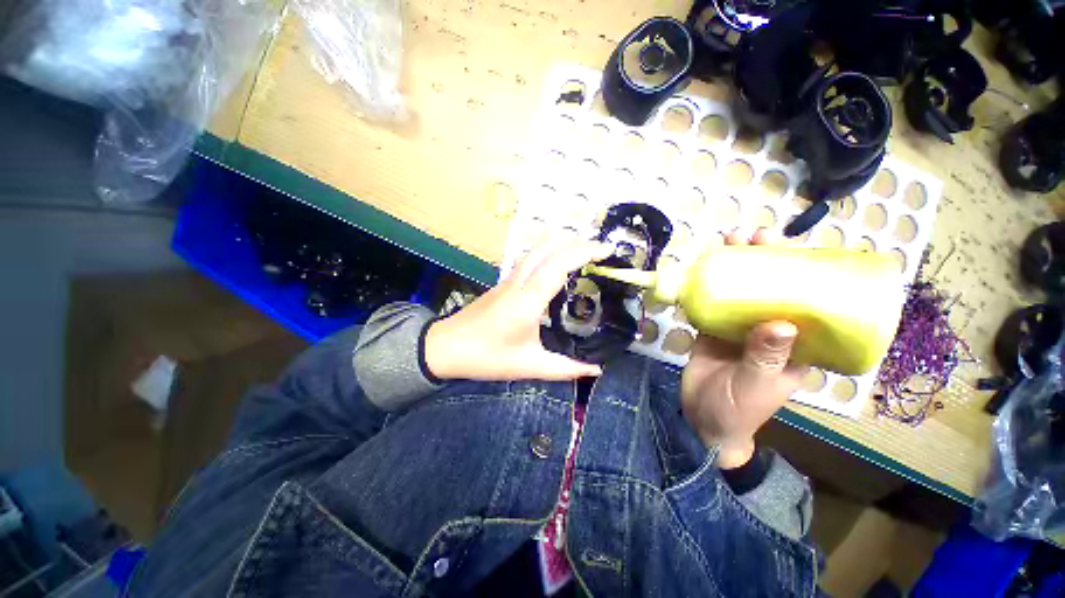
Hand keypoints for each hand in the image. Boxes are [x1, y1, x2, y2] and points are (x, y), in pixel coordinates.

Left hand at [425, 237, 612, 380]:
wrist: (446, 347)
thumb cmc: (488, 357)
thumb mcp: (530, 366)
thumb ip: (566, 368)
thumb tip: (595, 369)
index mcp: (529, 300)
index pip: (560, 263)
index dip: (585, 252)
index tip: (608, 251)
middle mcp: (520, 282)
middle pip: (549, 247)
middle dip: (578, 243)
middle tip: (601, 252)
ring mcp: (510, 279)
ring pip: (538, 248)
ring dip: (563, 244)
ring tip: (584, 254)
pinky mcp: (504, 282)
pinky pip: (531, 258)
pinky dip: (550, 253)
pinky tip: (558, 266)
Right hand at [680, 229, 808, 467]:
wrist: (702, 420)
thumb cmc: (738, 410)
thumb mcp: (755, 386)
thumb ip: (765, 357)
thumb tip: (782, 321)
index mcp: (795, 346)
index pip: (809, 302)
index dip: (804, 271)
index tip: (791, 246)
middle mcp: (771, 331)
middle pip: (772, 289)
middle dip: (765, 260)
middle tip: (754, 236)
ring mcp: (740, 330)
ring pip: (742, 292)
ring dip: (735, 267)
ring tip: (729, 242)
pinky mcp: (714, 330)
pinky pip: (714, 304)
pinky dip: (709, 286)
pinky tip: (704, 269)